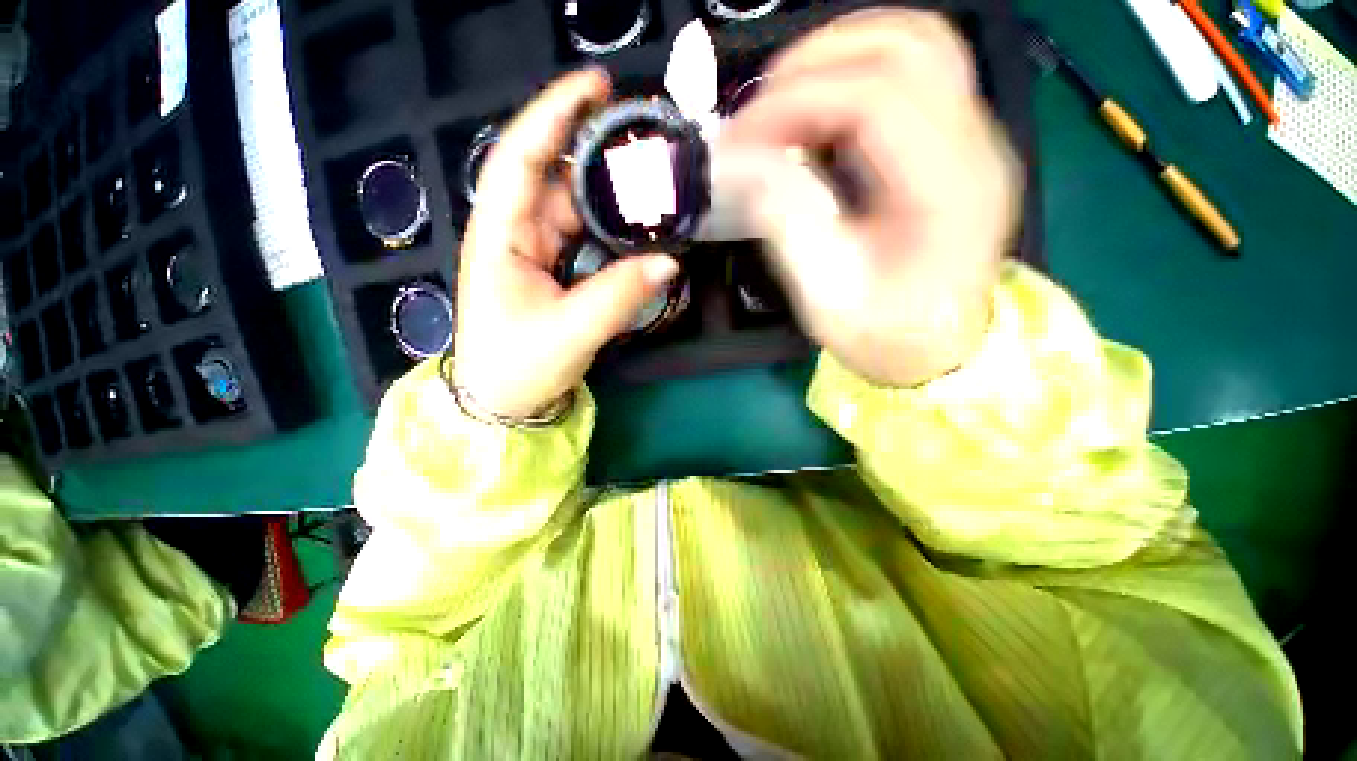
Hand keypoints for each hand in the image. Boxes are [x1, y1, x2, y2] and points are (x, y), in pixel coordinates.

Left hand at [452, 70, 679, 419]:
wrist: (504, 402)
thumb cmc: (518, 367)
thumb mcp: (571, 332)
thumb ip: (620, 295)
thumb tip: (669, 262)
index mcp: (500, 235)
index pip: (521, 157)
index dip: (554, 114)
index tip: (596, 87)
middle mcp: (514, 232)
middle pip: (555, 178)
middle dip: (595, 155)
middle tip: (645, 146)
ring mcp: (534, 250)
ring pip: (572, 208)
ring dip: (608, 197)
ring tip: (651, 186)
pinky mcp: (551, 270)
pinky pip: (582, 237)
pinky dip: (609, 229)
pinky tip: (636, 228)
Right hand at [718, 10, 1021, 387]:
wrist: (940, 353)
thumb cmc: (886, 337)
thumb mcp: (827, 297)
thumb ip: (788, 224)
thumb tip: (747, 163)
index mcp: (948, 189)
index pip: (876, 96)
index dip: (795, 102)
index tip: (740, 137)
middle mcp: (976, 146)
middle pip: (907, 43)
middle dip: (816, 60)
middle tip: (760, 109)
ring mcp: (975, 137)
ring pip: (918, 42)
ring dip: (841, 53)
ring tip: (786, 100)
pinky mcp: (958, 143)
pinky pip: (917, 72)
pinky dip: (859, 71)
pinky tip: (821, 112)